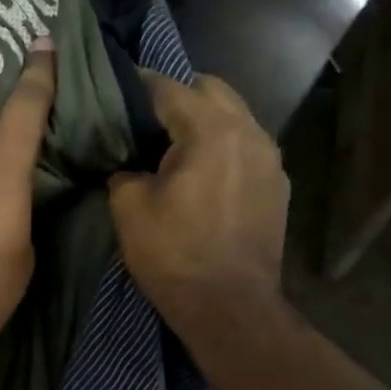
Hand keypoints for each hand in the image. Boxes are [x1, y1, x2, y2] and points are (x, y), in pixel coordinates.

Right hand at [108, 72, 288, 334]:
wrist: (229, 305)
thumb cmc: (174, 254)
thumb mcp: (129, 208)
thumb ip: (124, 171)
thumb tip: (128, 167)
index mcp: (211, 130)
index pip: (169, 89)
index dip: (138, 85)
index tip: (114, 86)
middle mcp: (249, 132)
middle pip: (211, 90)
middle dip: (177, 96)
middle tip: (143, 119)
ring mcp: (270, 158)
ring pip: (234, 116)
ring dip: (203, 120)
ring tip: (172, 145)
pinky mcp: (276, 185)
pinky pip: (245, 147)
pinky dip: (221, 146)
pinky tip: (200, 174)